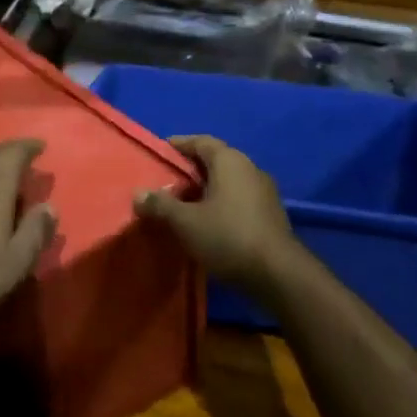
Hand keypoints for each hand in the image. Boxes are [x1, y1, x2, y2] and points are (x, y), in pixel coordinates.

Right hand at [134, 136, 299, 300]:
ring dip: (207, 188)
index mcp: (229, 160)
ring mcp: (264, 191)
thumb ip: (160, 205)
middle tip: (168, 181)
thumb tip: (138, 194)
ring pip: (228, 181)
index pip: (200, 141)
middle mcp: (249, 168)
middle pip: (215, 160)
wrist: (279, 275)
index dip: (179, 145)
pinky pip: (239, 199)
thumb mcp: (186, 222)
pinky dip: (221, 203)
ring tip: (184, 204)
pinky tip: (208, 222)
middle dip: (191, 169)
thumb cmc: (228, 237)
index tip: (160, 153)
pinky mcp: (271, 214)